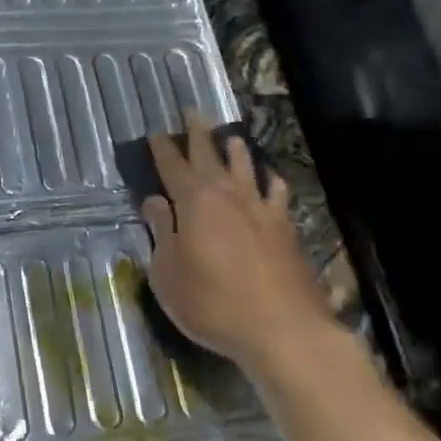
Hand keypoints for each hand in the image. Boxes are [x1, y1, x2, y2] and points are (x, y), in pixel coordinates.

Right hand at [141, 113, 332, 369]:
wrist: (281, 329)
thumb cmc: (212, 303)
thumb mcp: (167, 273)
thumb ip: (160, 232)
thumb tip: (154, 201)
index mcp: (194, 202)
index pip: (173, 166)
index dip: (162, 149)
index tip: (155, 132)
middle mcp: (228, 195)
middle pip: (211, 155)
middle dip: (198, 133)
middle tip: (192, 112)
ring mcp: (261, 209)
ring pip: (247, 167)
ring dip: (235, 150)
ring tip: (231, 137)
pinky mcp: (286, 228)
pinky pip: (276, 192)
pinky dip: (269, 180)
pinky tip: (270, 180)